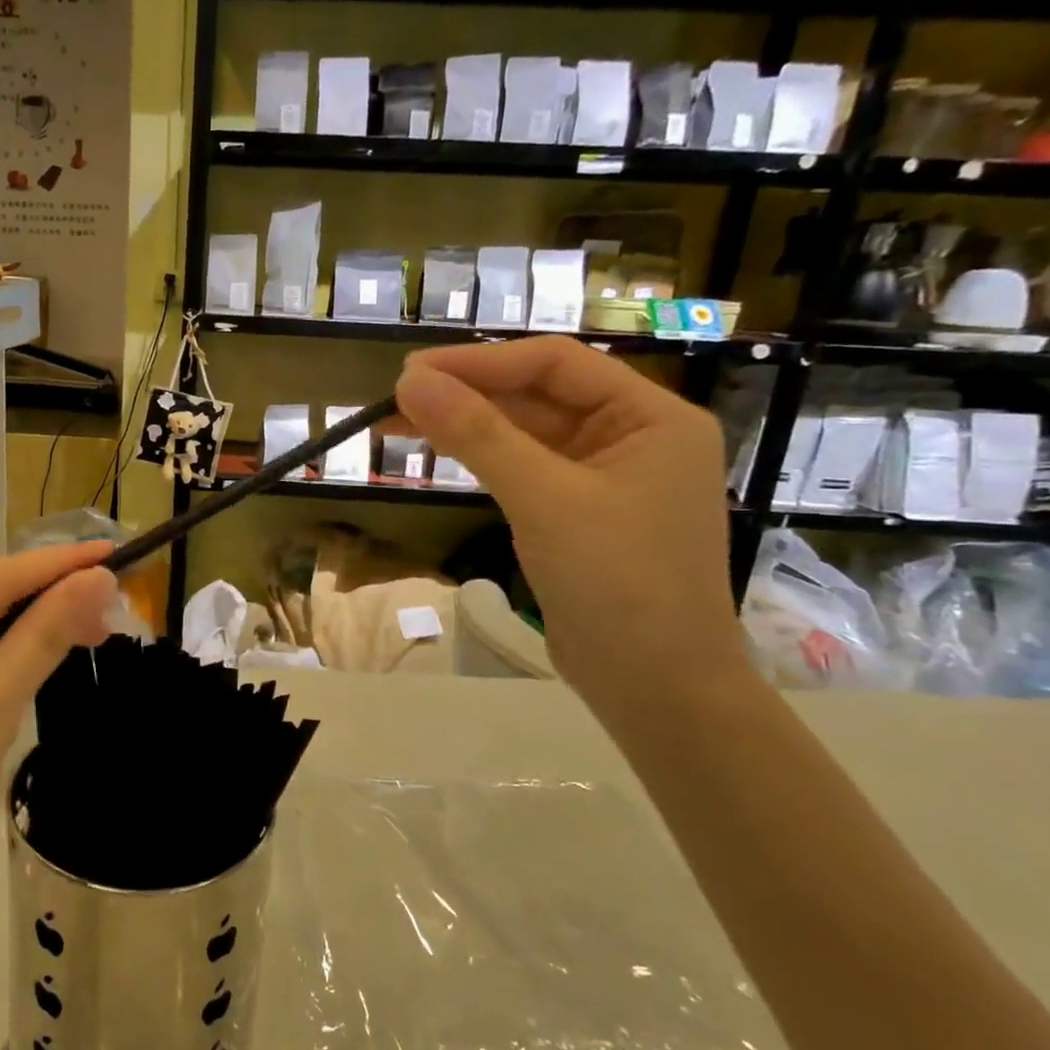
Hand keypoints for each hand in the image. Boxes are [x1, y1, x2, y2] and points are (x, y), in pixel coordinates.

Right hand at [395, 337, 750, 709]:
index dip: (481, 362)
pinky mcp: (576, 512)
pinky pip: (523, 468)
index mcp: (651, 418)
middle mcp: (631, 437)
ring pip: (524, 432)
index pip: (556, 364)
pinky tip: (440, 450)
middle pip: (538, 395)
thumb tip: (410, 381)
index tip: (413, 372)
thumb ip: (477, 435)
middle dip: (467, 393)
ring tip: (397, 419)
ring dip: (466, 425)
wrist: (655, 687)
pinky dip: (481, 458)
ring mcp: (603, 477)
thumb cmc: (618, 583)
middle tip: (395, 395)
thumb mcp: (544, 499)